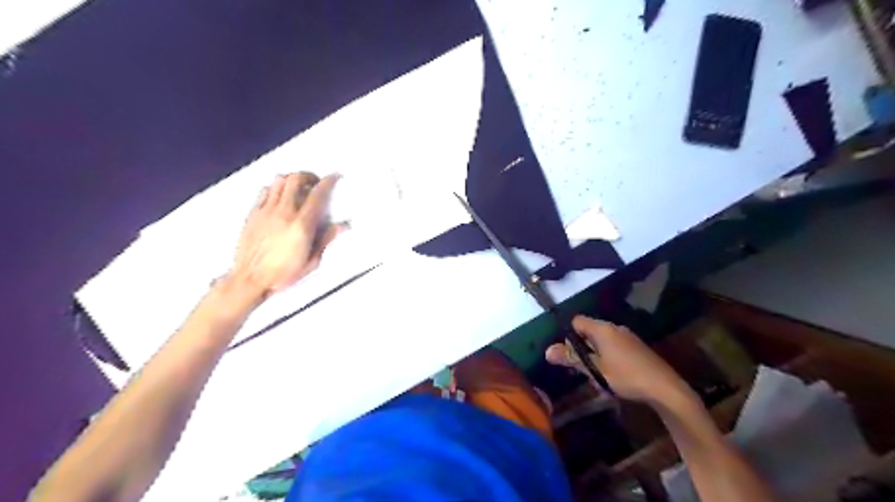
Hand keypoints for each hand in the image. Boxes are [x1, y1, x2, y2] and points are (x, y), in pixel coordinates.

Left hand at [228, 173, 342, 298]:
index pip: (317, 195)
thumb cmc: (283, 274)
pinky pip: (265, 191)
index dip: (328, 182)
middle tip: (315, 182)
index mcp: (301, 225)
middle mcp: (284, 213)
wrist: (250, 279)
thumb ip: (327, 239)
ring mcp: (266, 211)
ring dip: (292, 179)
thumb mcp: (312, 261)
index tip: (334, 176)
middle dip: (308, 176)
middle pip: (295, 179)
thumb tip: (343, 225)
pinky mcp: (253, 214)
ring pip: (279, 181)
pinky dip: (275, 187)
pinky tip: (280, 196)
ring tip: (298, 187)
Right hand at [546, 317, 689, 406]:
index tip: (570, 355)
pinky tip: (614, 378)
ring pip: (602, 342)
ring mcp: (628, 337)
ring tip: (598, 377)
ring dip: (595, 356)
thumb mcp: (595, 369)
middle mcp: (615, 328)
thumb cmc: (626, 376)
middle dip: (582, 349)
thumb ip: (571, 358)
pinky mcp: (637, 348)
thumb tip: (547, 350)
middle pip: (589, 331)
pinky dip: (608, 359)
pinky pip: (614, 348)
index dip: (569, 335)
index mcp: (602, 329)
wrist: (665, 388)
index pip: (577, 321)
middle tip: (582, 370)